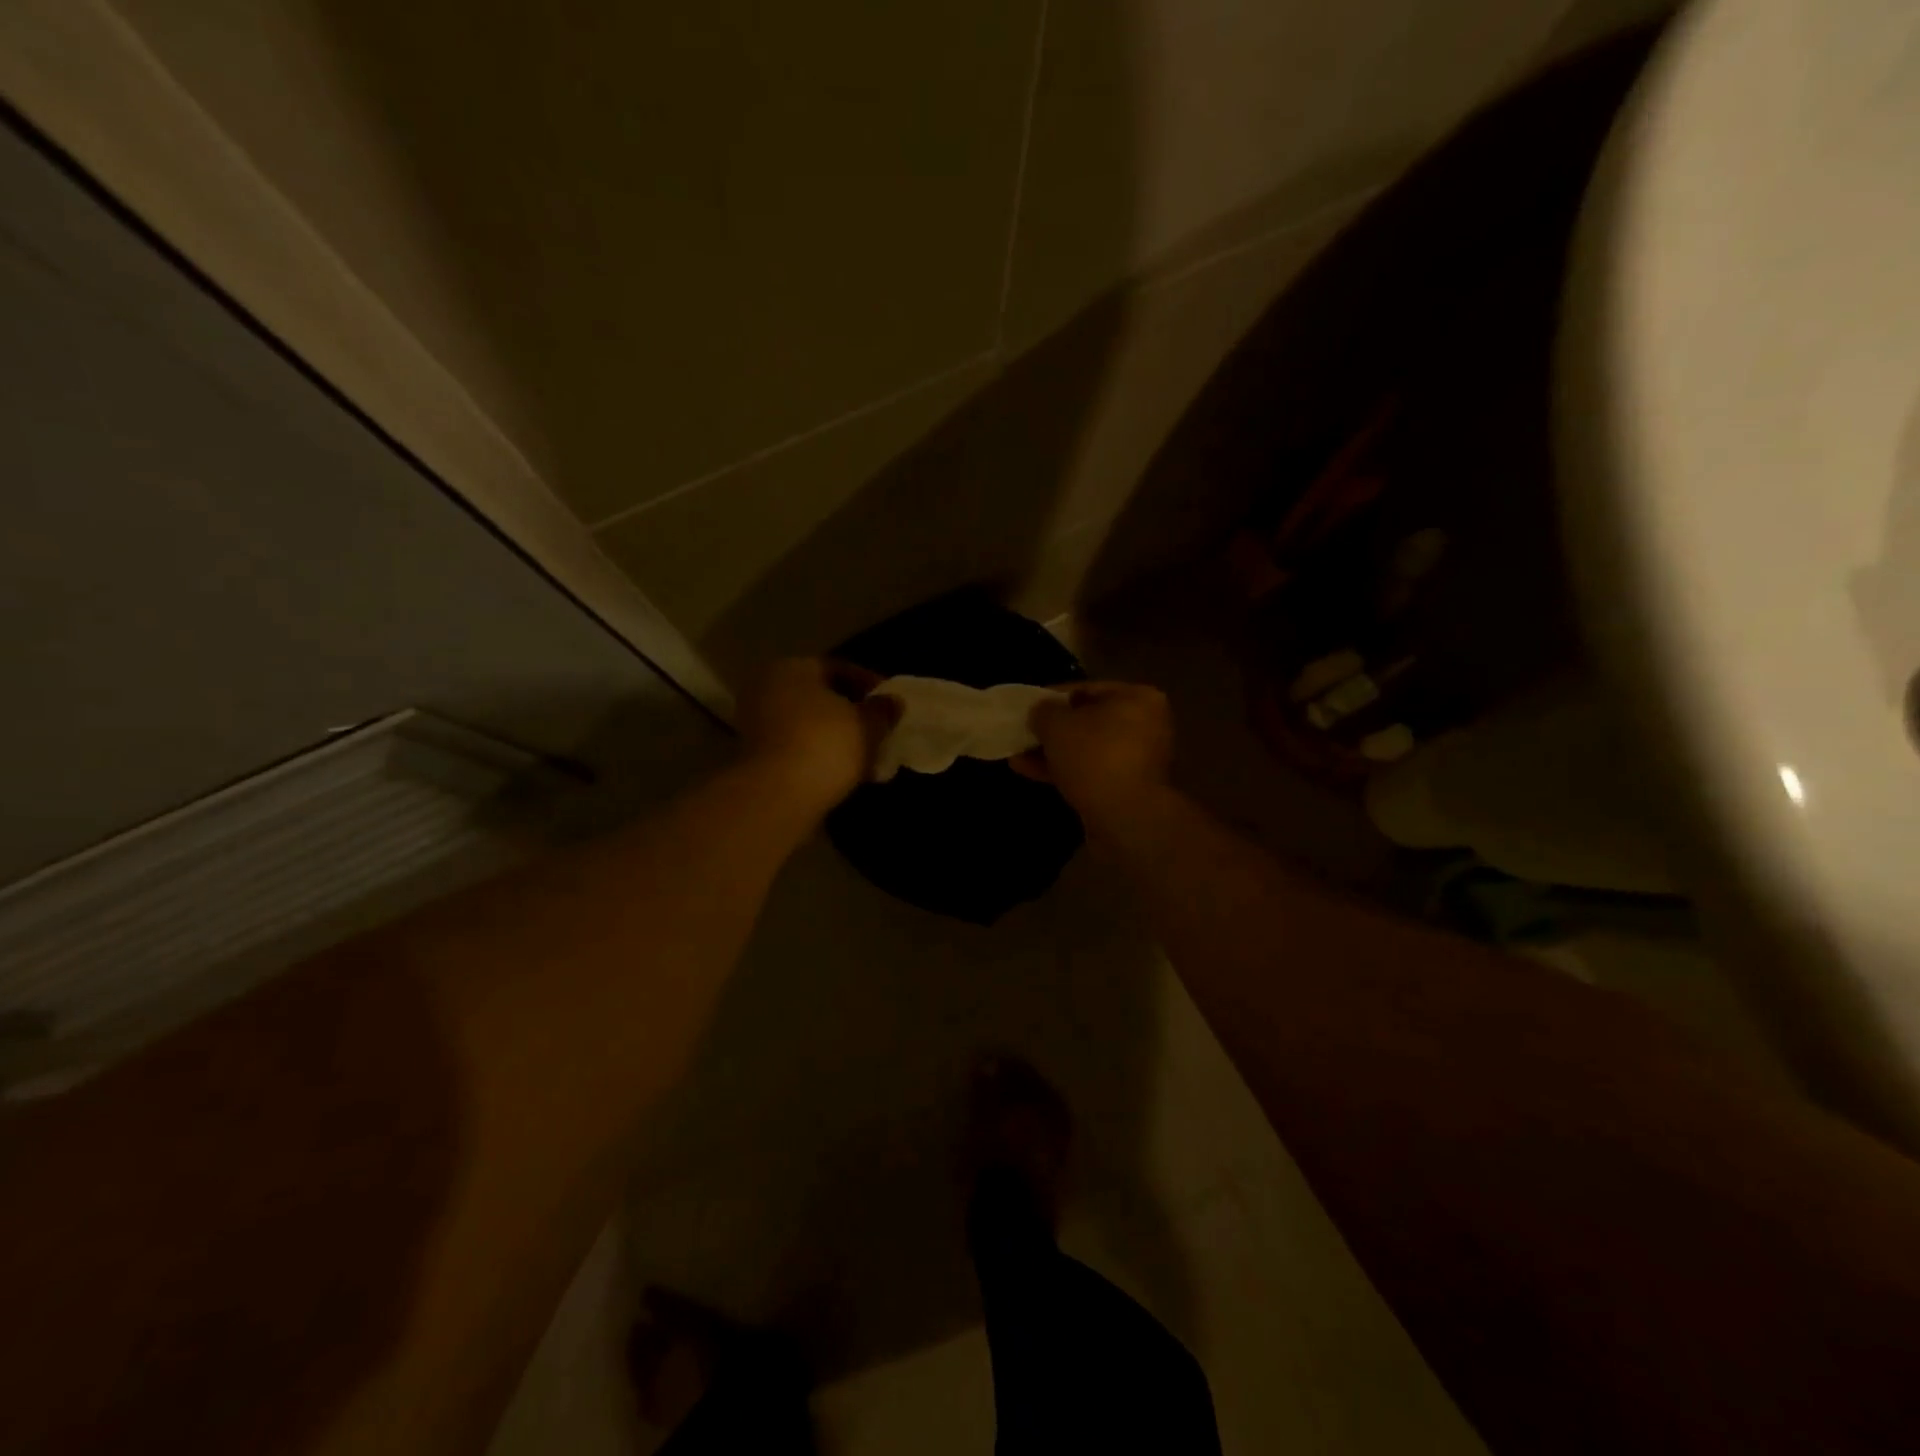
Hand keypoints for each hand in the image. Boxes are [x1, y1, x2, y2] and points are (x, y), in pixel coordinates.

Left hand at [736, 658, 892, 815]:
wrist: (778, 795)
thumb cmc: (826, 744)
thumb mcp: (868, 725)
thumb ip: (882, 710)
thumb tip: (893, 702)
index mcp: (793, 668)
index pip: (838, 668)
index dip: (869, 684)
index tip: (890, 703)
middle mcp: (768, 688)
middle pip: (819, 696)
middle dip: (850, 713)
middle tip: (878, 729)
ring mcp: (756, 723)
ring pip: (808, 723)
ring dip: (836, 736)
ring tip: (866, 755)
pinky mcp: (756, 756)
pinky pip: (797, 746)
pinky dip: (819, 754)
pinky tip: (844, 771)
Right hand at [1012, 681, 1173, 820]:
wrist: (1126, 817)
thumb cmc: (1095, 756)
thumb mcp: (1057, 724)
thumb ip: (1044, 712)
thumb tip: (1041, 712)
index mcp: (1138, 698)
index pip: (1088, 689)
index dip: (1053, 696)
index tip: (1028, 707)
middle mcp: (1146, 725)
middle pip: (1089, 721)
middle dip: (1053, 729)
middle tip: (1024, 732)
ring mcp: (1139, 760)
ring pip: (1088, 749)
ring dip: (1054, 752)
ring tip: (1018, 755)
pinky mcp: (1128, 789)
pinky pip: (1091, 772)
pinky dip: (1064, 771)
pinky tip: (1029, 772)